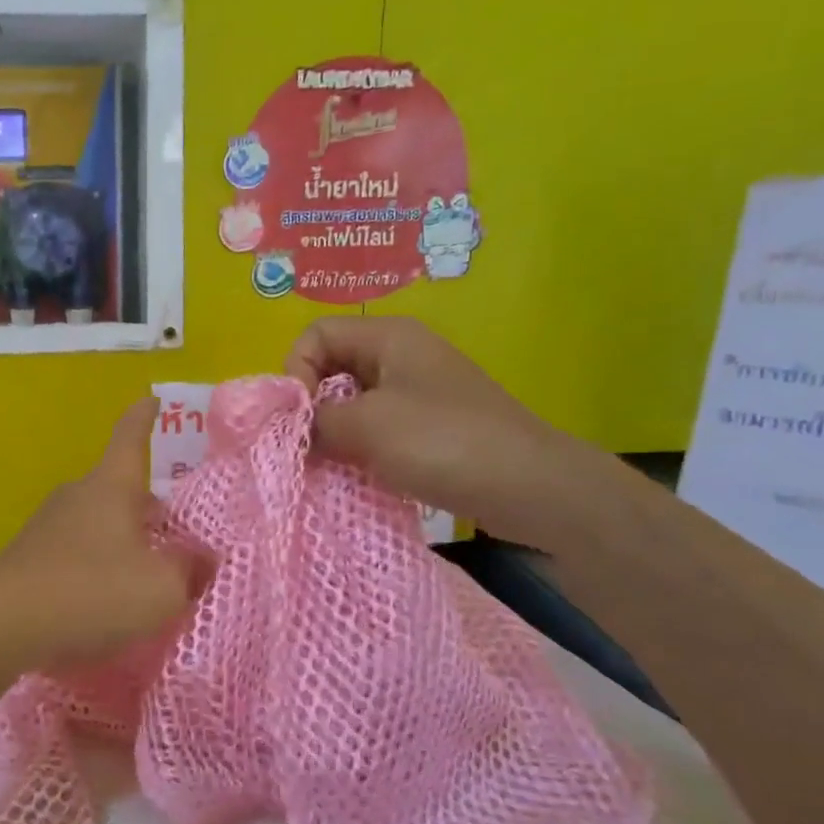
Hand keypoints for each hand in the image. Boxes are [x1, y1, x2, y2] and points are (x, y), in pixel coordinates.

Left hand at [0, 398, 203, 674]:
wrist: (0, 625)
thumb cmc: (91, 592)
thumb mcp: (161, 588)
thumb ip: (190, 570)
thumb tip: (203, 558)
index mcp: (111, 487)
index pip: (131, 437)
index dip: (145, 418)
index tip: (152, 399)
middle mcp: (78, 495)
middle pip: (119, 488)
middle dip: (147, 506)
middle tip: (175, 532)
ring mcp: (48, 525)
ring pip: (99, 522)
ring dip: (123, 541)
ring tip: (145, 576)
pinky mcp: (30, 558)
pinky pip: (77, 552)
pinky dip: (97, 567)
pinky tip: (106, 602)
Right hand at [287, 316, 593, 548]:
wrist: (530, 488)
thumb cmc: (444, 442)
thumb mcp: (367, 426)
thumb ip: (316, 421)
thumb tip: (292, 429)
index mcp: (388, 338)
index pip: (316, 335)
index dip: (297, 371)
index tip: (301, 418)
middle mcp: (400, 356)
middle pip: (331, 367)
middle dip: (312, 406)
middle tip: (308, 447)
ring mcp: (417, 393)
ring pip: (351, 403)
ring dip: (333, 433)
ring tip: (330, 466)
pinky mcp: (428, 428)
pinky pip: (375, 429)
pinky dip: (358, 449)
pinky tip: (357, 476)